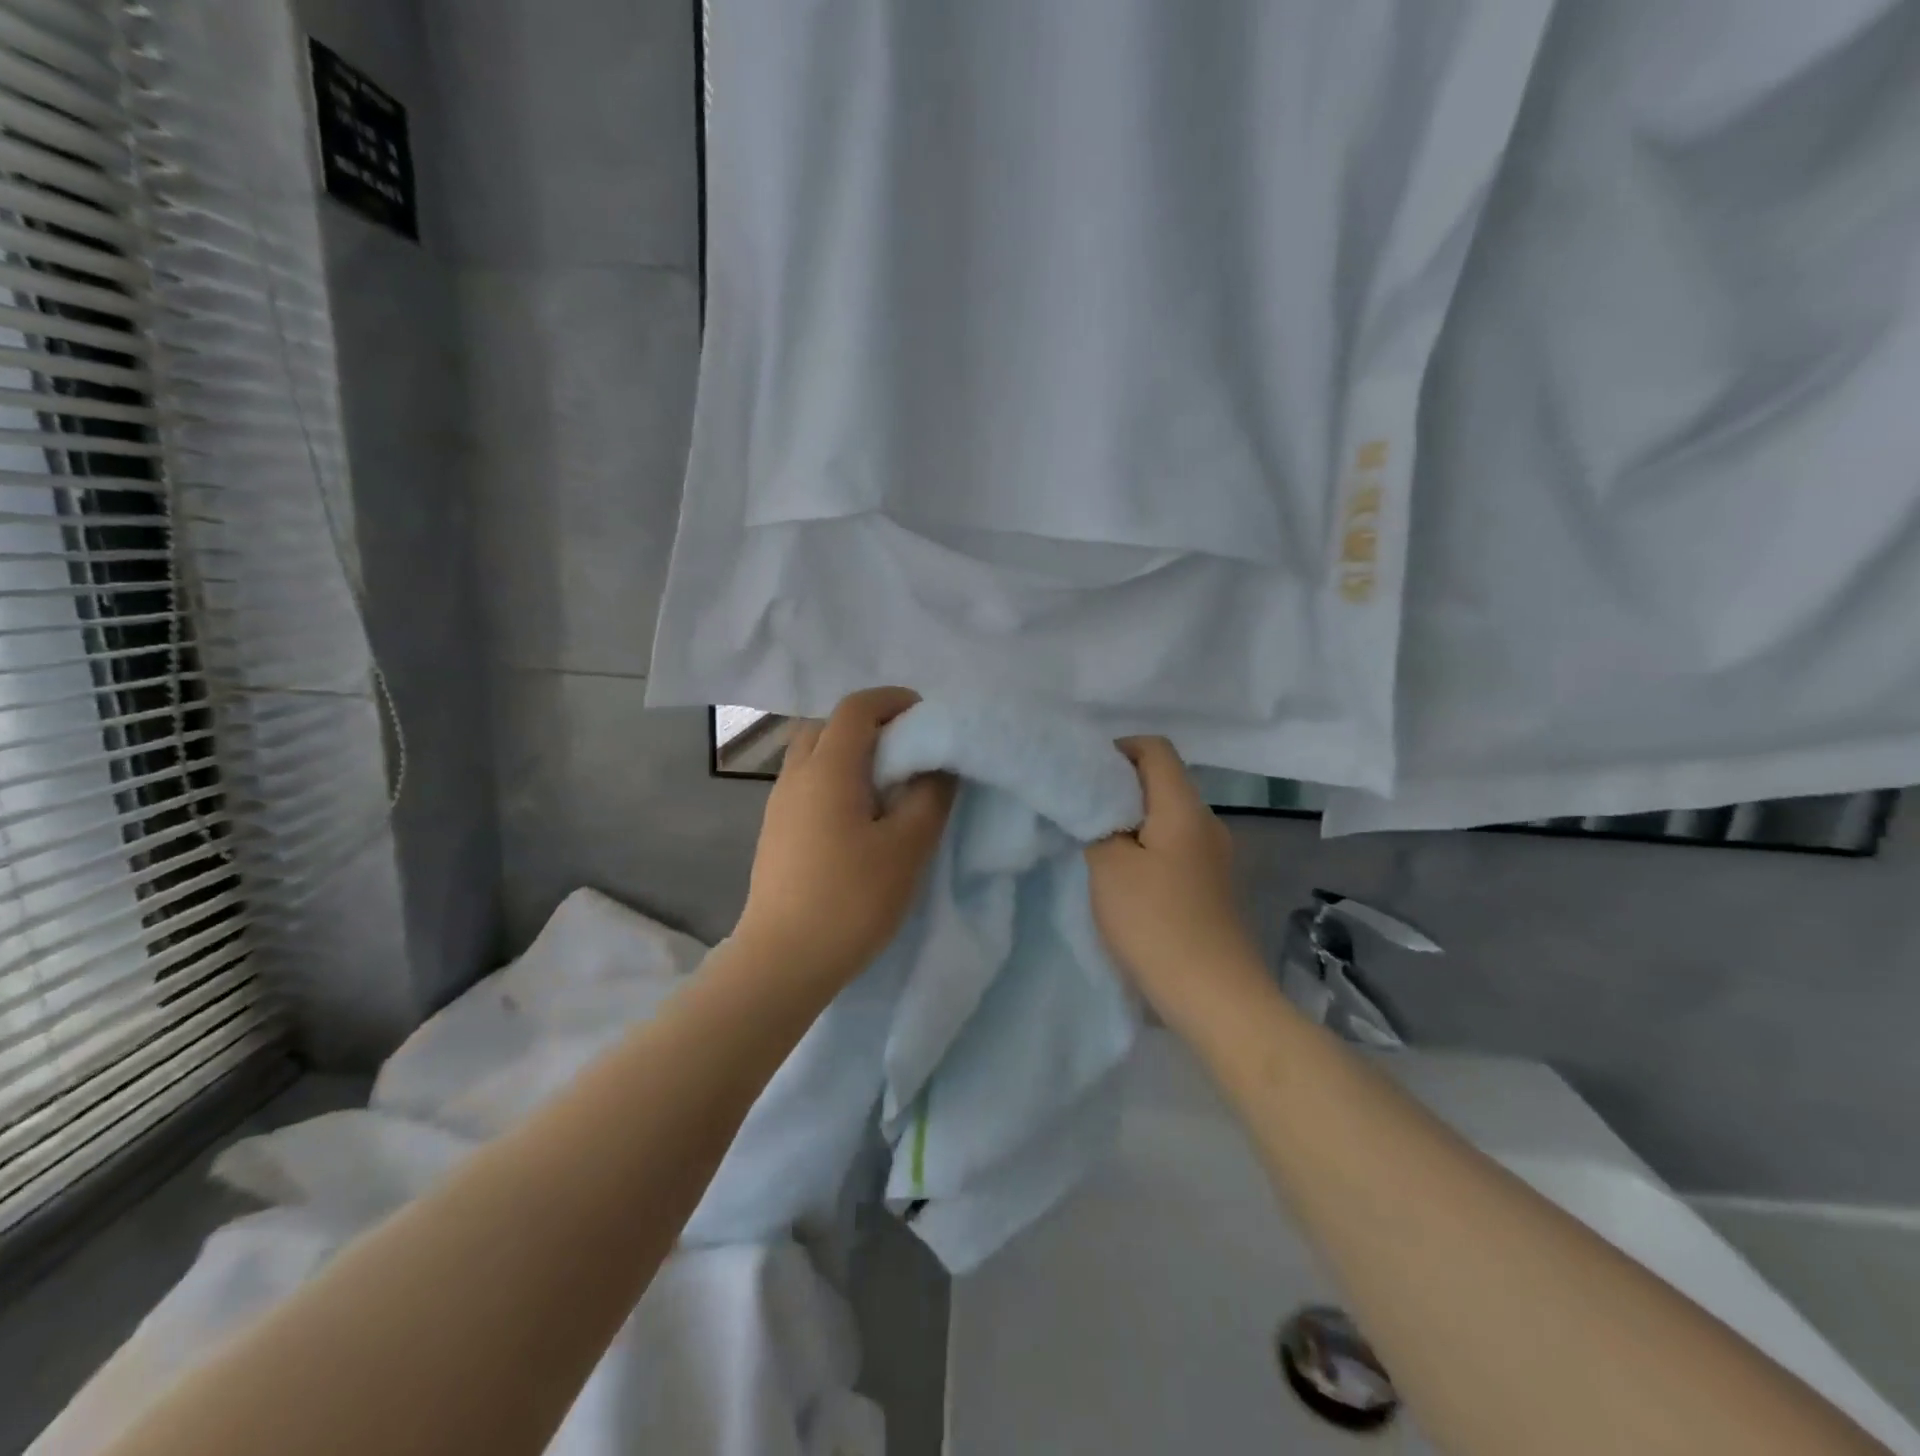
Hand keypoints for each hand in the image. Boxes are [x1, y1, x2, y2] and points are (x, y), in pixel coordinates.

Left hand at [734, 687, 955, 993]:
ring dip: (851, 752)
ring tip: (887, 784)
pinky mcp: (775, 830)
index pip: (857, 707)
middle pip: (830, 724)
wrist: (782, 960)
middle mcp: (797, 774)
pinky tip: (859, 815)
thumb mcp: (907, 847)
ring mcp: (779, 803)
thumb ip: (929, 797)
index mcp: (828, 768)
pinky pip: (807, 782)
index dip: (894, 700)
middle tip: (908, 750)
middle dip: (871, 724)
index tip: (927, 718)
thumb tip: (937, 765)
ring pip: (814, 753)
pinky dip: (836, 778)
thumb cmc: (851, 900)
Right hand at [1086, 737, 1264, 1021]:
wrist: (1214, 996)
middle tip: (1080, 809)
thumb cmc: (1156, 923)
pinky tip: (1123, 877)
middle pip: (1162, 781)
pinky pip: (1174, 847)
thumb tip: (1097, 805)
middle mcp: (1207, 824)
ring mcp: (1214, 857)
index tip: (1084, 774)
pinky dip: (1146, 848)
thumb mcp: (1109, 867)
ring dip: (1130, 821)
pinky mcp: (1211, 886)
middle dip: (1119, 787)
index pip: (1155, 749)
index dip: (1118, 749)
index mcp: (1184, 808)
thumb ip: (1097, 824)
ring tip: (1095, 844)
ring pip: (1167, 817)